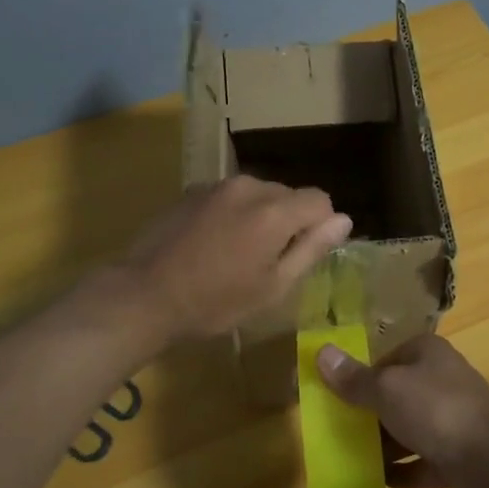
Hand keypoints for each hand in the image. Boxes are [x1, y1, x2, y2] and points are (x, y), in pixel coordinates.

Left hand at [122, 176, 352, 343]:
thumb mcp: (272, 287)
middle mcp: (249, 186)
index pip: (319, 199)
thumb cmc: (215, 302)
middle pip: (288, 195)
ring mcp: (217, 185)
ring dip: (260, 216)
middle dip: (289, 221)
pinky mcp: (192, 191)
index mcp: (274, 211)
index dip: (321, 225)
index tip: (303, 254)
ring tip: (237, 254)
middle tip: (268, 262)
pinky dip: (232, 214)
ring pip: (258, 194)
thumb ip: (311, 249)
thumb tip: (343, 220)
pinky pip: (229, 196)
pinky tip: (212, 244)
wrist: (144, 295)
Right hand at [314, 334, 488, 487]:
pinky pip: (423, 461)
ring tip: (351, 459)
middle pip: (395, 395)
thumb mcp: (386, 389)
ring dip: (384, 445)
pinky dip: (403, 471)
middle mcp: (441, 380)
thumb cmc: (437, 410)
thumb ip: (353, 378)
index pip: (384, 359)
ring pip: (409, 429)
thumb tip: (321, 351)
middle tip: (337, 433)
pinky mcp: (459, 456)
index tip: (333, 399)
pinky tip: (378, 483)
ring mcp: (453, 419)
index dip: (359, 377)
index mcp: (426, 353)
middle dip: (368, 415)